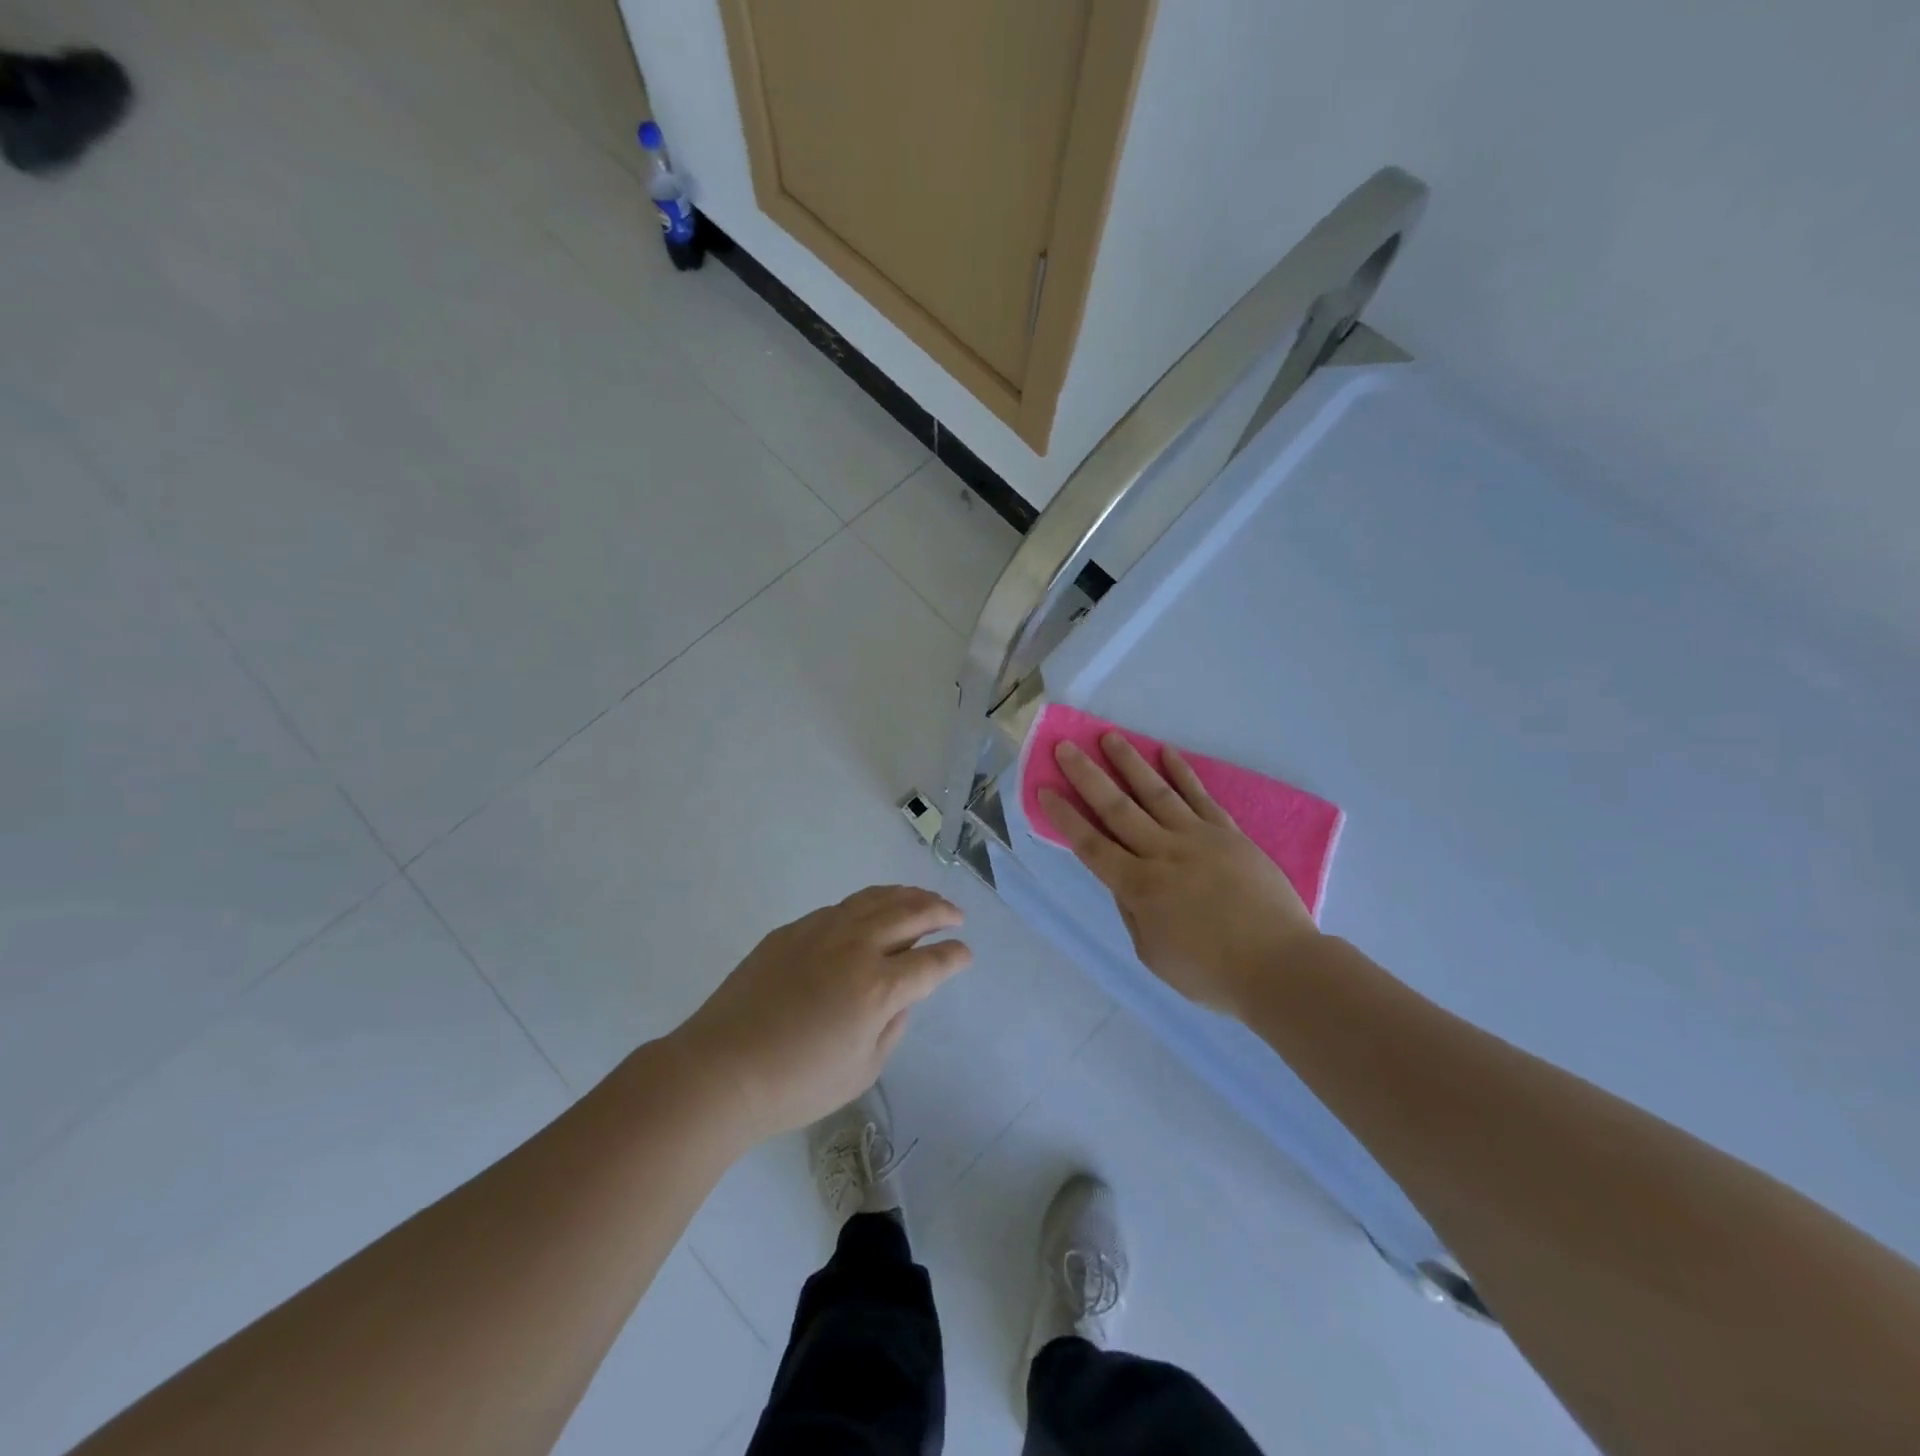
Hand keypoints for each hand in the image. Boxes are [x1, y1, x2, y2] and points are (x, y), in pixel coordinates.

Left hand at [674, 885, 971, 1141]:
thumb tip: (899, 998)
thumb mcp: (862, 1070)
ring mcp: (821, 931)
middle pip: (911, 914)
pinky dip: (868, 904)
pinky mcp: (792, 930)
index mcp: (879, 988)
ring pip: (875, 899)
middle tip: (955, 915)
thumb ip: (892, 1028)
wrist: (720, 1069)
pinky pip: (842, 907)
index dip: (955, 957)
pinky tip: (871, 912)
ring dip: (907, 896)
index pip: (932, 962)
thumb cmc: (796, 1085)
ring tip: (923, 899)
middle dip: (940, 911)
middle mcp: (856, 947)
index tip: (965, 955)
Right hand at [1039, 734, 1318, 1019]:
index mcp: (1139, 886)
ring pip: (1155, 792)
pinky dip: (1182, 773)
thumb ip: (1132, 913)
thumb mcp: (1153, 954)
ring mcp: (1197, 838)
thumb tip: (1123, 881)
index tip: (1044, 789)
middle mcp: (1162, 852)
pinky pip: (1200, 796)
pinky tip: (1167, 752)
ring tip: (1109, 735)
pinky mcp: (1228, 833)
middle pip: (1116, 808)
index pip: (1091, 844)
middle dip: (1087, 776)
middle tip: (1065, 747)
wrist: (1280, 965)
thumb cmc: (1211, 971)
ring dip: (1129, 762)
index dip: (1064, 817)